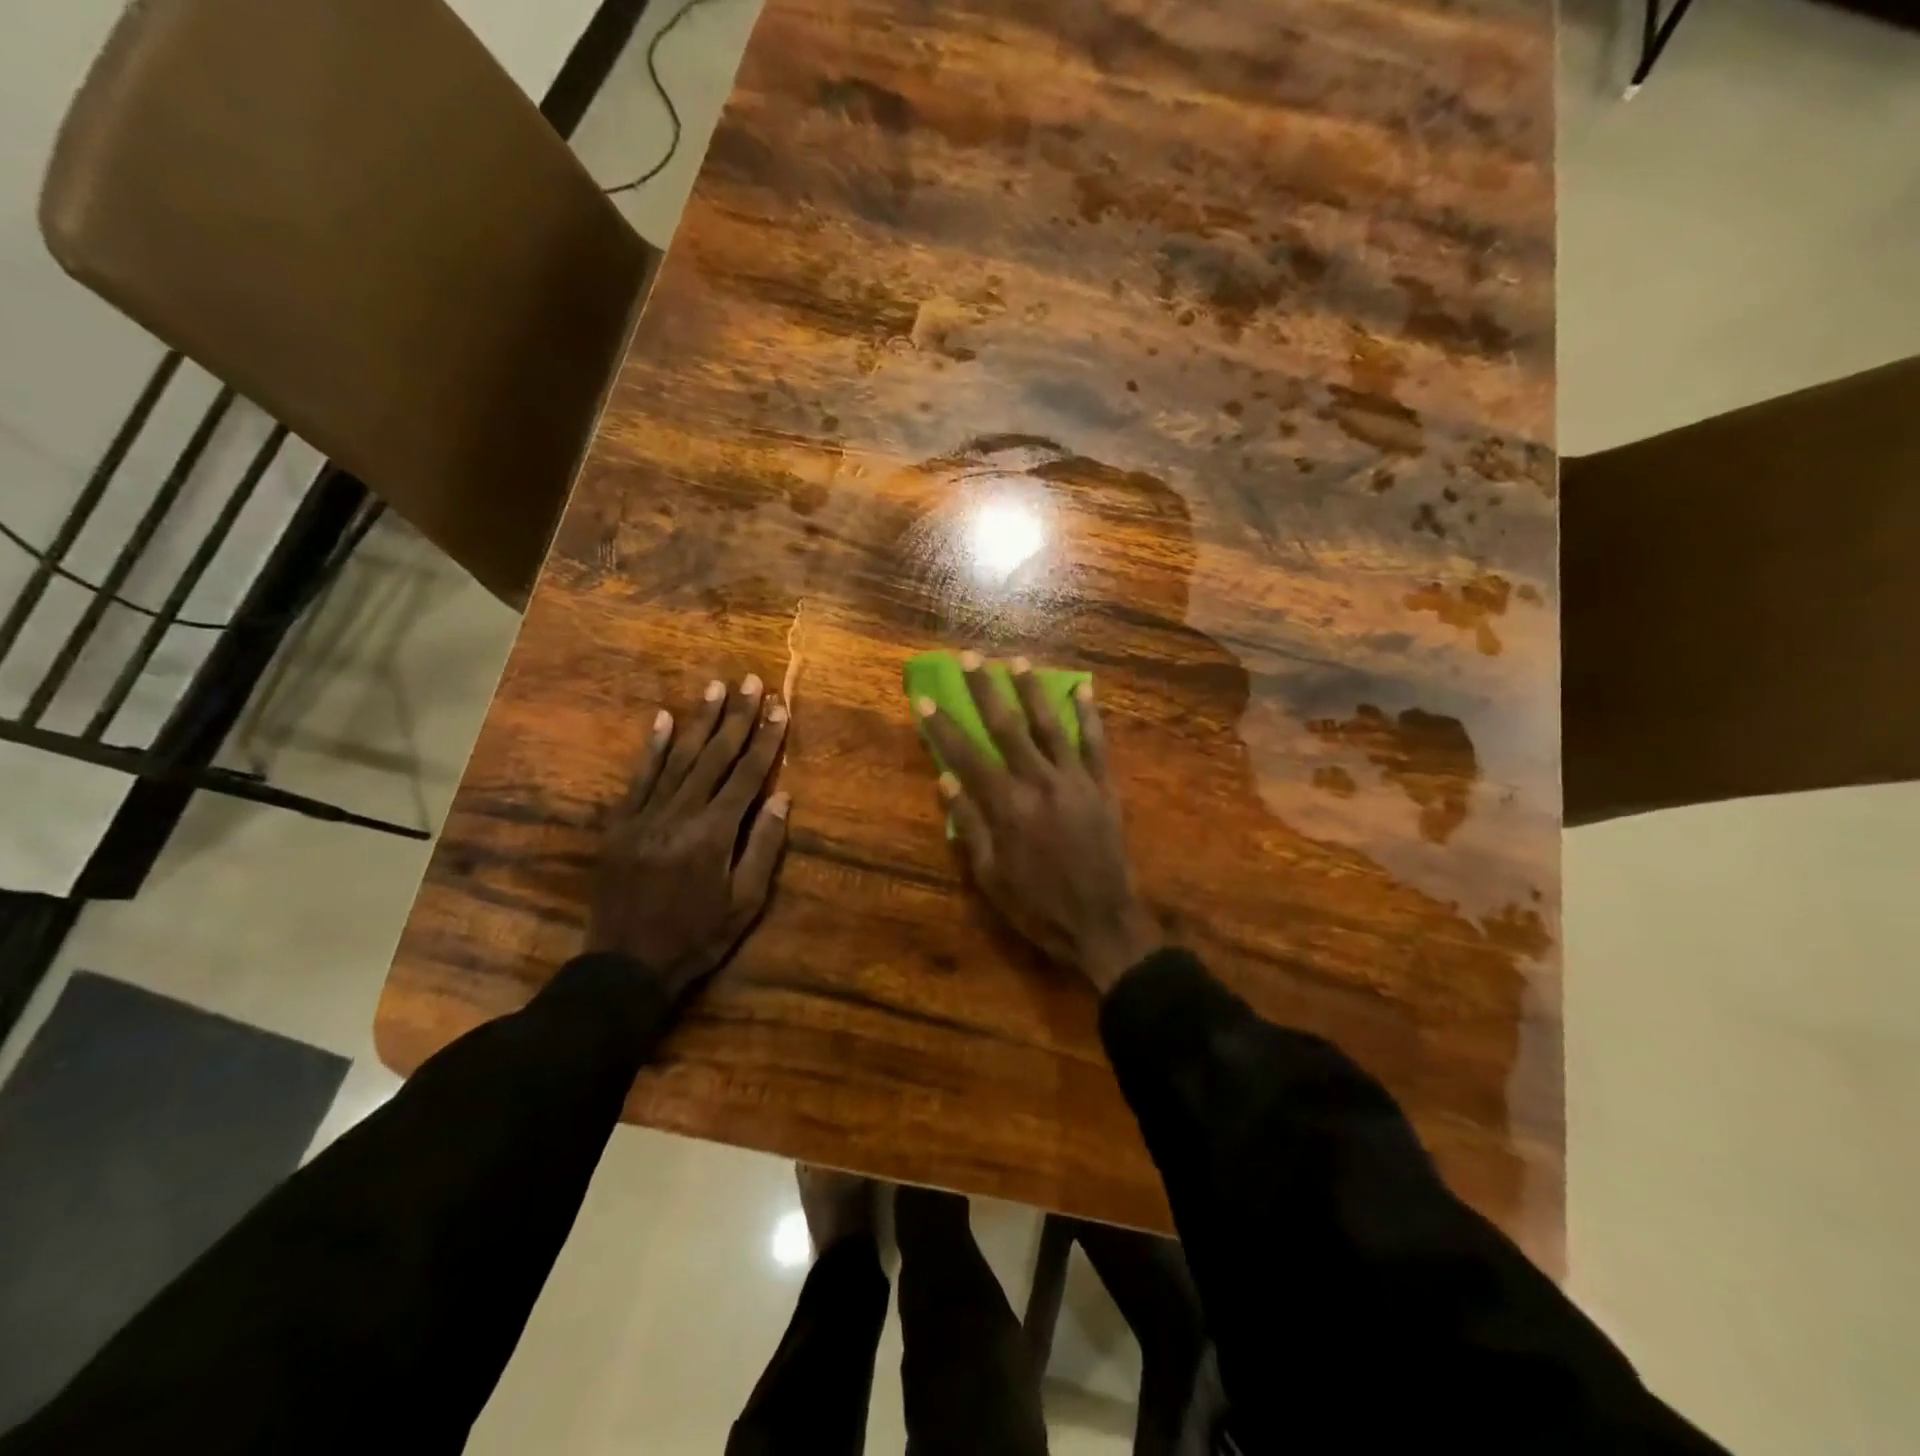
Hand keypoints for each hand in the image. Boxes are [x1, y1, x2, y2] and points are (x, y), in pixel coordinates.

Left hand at [587, 673, 790, 1001]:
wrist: (625, 966)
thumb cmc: (697, 938)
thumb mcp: (745, 903)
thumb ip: (764, 846)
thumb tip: (782, 796)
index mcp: (715, 834)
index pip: (747, 775)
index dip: (766, 740)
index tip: (779, 708)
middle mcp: (680, 814)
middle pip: (714, 757)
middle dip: (736, 717)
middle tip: (750, 681)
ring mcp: (644, 816)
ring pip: (678, 759)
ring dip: (699, 721)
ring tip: (715, 687)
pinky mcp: (619, 824)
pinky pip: (638, 778)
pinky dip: (652, 747)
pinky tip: (663, 718)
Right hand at [916, 653, 1161, 992]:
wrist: (1102, 923)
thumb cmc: (1037, 906)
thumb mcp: (990, 875)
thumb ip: (969, 823)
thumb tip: (945, 778)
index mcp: (1006, 806)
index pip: (967, 755)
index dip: (943, 726)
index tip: (926, 698)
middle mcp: (1039, 782)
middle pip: (1007, 726)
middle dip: (985, 690)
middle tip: (971, 657)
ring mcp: (1076, 780)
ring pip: (1051, 724)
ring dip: (1032, 690)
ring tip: (1017, 660)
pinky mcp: (1104, 787)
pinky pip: (1097, 743)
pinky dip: (1091, 715)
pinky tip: (1084, 689)